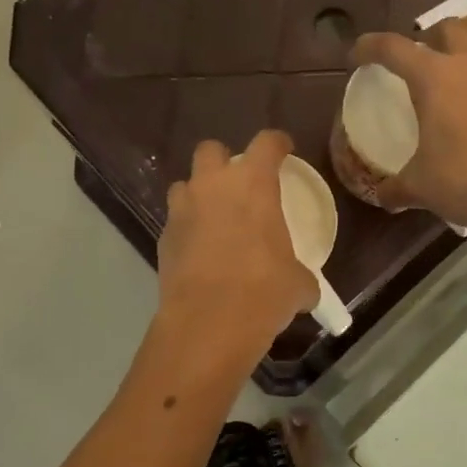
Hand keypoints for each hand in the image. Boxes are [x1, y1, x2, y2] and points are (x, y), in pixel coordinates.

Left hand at [157, 129, 318, 358]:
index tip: (284, 149)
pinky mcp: (163, 239)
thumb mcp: (297, 284)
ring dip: (198, 194)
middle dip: (223, 160)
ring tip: (213, 217)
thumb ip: (300, 276)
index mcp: (253, 185)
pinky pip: (176, 222)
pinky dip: (187, 230)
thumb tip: (304, 290)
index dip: (277, 143)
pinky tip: (200, 252)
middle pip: (211, 150)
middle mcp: (213, 186)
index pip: (266, 143)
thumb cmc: (264, 292)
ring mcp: (182, 211)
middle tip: (238, 183)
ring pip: (185, 185)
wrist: (209, 322)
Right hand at [351, 21, 466, 237]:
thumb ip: (395, 187)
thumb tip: (383, 195)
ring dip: (460, 60)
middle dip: (427, 40)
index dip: (369, 48)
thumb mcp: (420, 187)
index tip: (358, 57)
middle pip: (446, 29)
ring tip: (452, 91)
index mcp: (434, 77)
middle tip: (417, 66)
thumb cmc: (466, 182)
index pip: (392, 47)